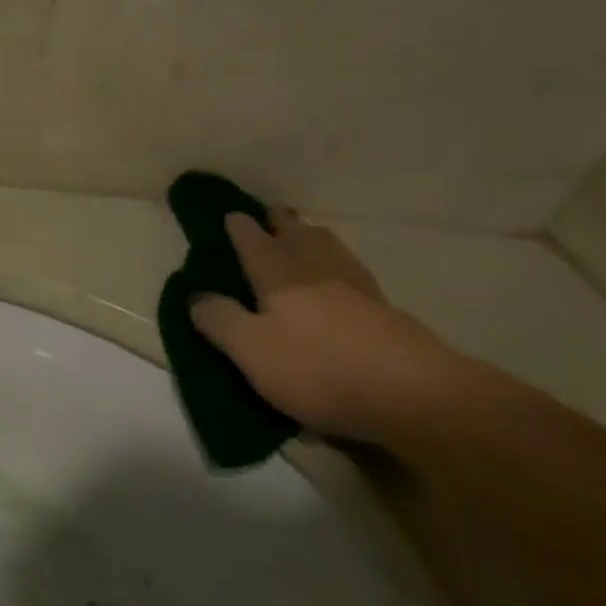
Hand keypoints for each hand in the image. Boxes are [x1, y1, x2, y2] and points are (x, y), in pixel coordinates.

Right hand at [189, 211, 462, 444]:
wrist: (409, 393)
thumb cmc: (317, 369)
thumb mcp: (251, 350)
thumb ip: (221, 321)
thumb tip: (196, 296)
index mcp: (282, 280)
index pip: (256, 246)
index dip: (242, 230)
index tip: (232, 214)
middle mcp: (319, 275)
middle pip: (300, 239)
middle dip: (283, 225)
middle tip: (273, 212)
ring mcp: (358, 292)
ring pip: (332, 251)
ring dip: (315, 237)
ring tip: (308, 231)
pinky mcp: (386, 314)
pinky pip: (355, 274)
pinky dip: (342, 263)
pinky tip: (346, 274)